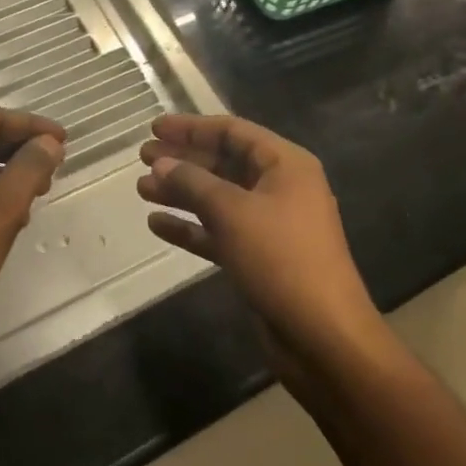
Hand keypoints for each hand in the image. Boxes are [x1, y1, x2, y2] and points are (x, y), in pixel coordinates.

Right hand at [139, 113, 378, 359]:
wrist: (323, 338)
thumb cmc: (281, 259)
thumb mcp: (232, 212)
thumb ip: (193, 183)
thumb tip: (161, 163)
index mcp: (285, 165)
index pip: (233, 132)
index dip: (192, 127)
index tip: (155, 127)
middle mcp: (279, 188)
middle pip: (224, 162)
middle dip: (183, 160)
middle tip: (143, 157)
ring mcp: (270, 224)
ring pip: (218, 198)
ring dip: (181, 192)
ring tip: (142, 188)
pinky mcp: (258, 257)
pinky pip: (219, 231)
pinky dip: (190, 227)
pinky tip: (157, 224)